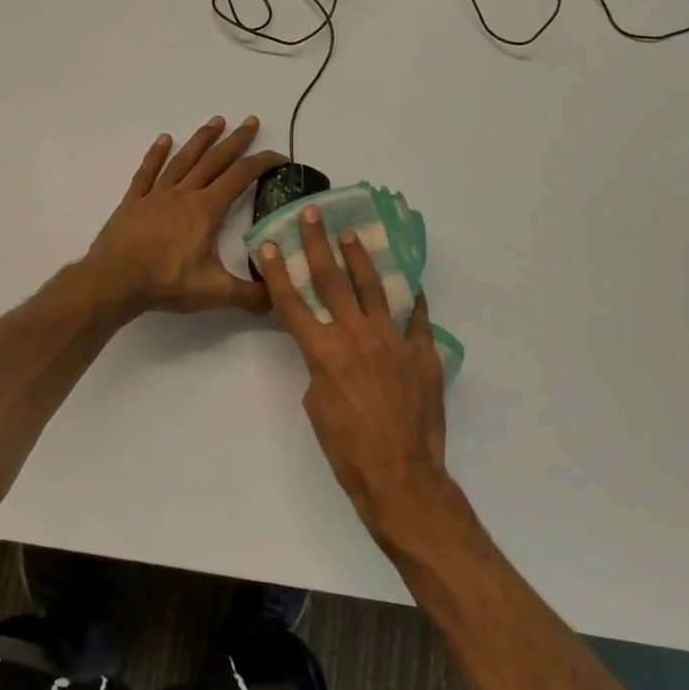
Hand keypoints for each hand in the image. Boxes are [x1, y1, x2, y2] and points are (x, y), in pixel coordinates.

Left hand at [84, 117, 284, 315]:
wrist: (114, 282)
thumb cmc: (166, 283)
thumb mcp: (215, 292)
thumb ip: (251, 295)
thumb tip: (280, 299)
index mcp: (206, 210)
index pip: (241, 177)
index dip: (262, 163)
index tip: (279, 156)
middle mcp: (184, 194)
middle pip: (214, 160)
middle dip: (236, 140)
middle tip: (251, 121)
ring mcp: (156, 195)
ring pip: (183, 159)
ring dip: (201, 139)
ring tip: (216, 121)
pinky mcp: (133, 202)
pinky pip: (147, 172)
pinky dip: (156, 154)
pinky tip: (164, 139)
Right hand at [261, 206, 451, 544]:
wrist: (399, 474)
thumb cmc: (347, 448)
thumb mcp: (317, 405)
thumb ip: (320, 368)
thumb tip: (331, 352)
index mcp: (322, 351)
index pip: (293, 303)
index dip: (277, 272)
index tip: (267, 245)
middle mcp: (355, 335)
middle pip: (331, 282)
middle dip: (317, 245)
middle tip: (313, 216)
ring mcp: (392, 340)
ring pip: (374, 287)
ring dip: (360, 258)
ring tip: (351, 235)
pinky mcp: (421, 351)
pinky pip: (417, 316)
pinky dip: (412, 297)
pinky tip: (409, 280)